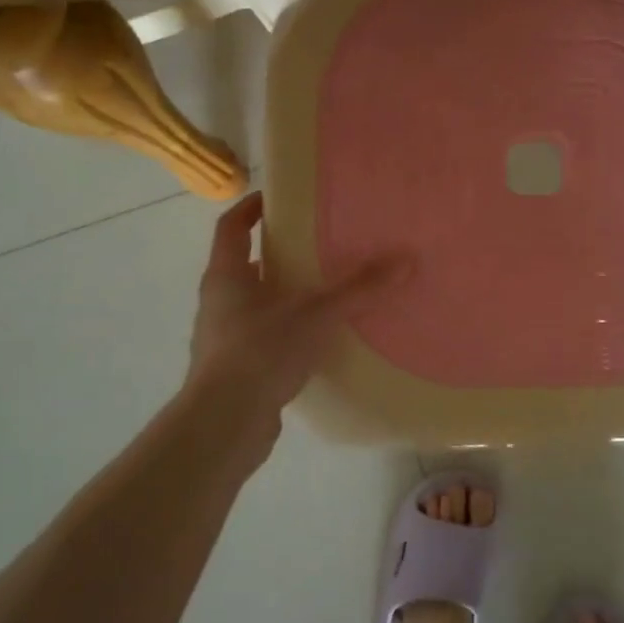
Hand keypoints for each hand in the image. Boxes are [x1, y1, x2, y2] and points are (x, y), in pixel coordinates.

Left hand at [182, 192, 408, 442]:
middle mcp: (218, 302)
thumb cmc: (261, 352)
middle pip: (244, 265)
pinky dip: (284, 332)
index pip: (232, 227)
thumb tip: (405, 261)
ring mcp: (222, 338)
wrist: (224, 424)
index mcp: (227, 276)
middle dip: (277, 255)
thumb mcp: (316, 315)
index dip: (250, 208)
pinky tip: (315, 341)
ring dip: (282, 296)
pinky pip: (261, 338)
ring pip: (253, 304)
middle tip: (315, 247)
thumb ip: (359, 289)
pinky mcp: (233, 370)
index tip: (276, 198)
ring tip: (323, 293)